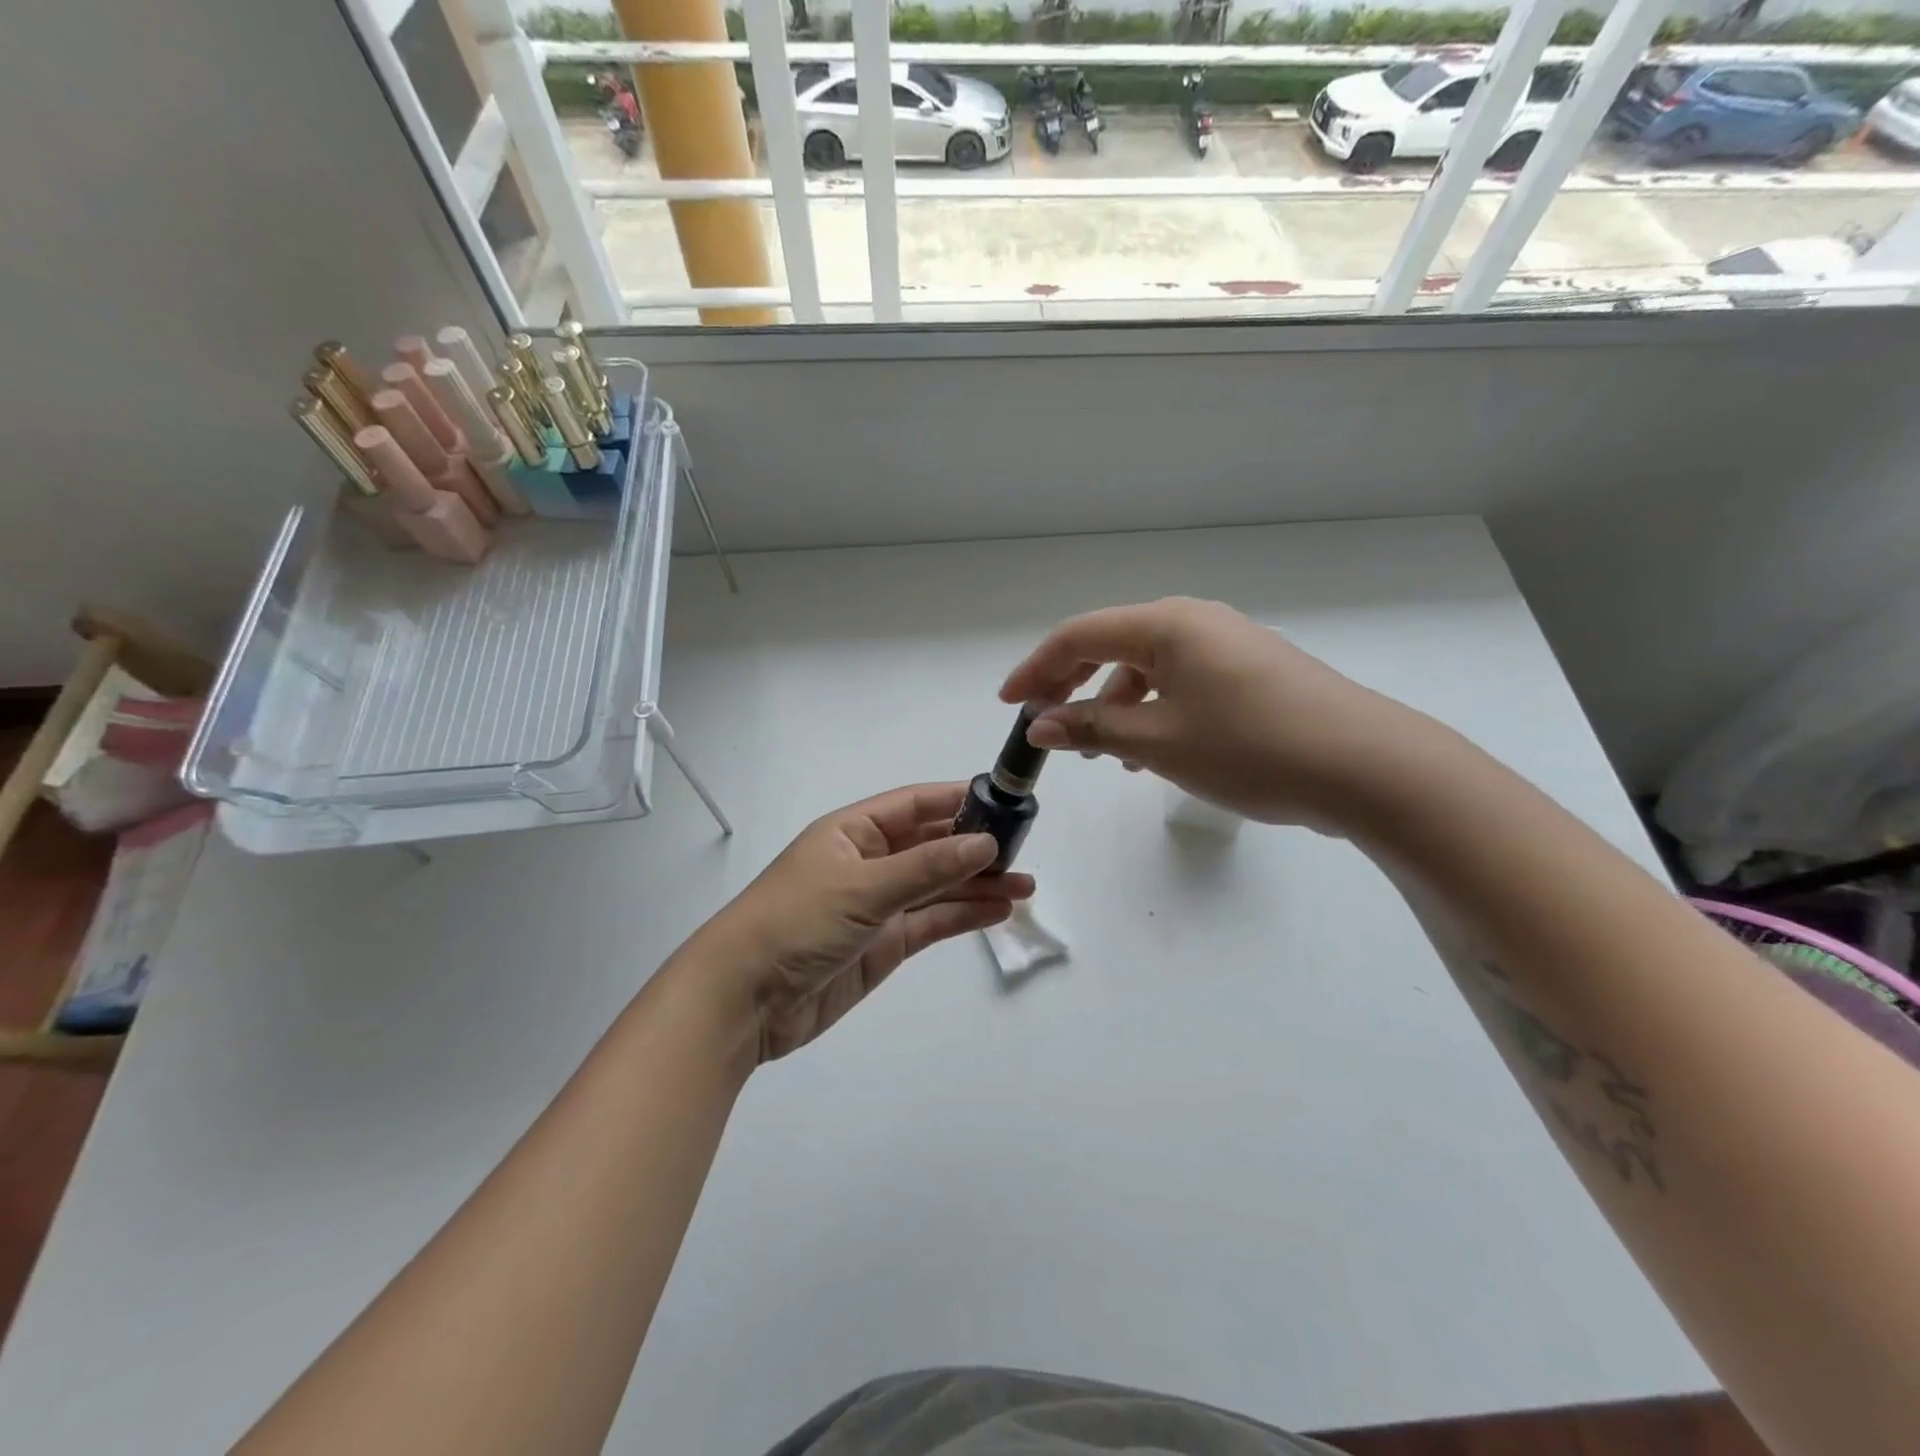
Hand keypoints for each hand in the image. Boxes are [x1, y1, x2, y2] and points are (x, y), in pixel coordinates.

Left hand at [683, 783, 1034, 1062]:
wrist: (743, 1001)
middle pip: (931, 845)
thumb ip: (926, 867)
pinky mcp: (883, 945)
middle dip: (975, 846)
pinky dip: (963, 916)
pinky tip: (998, 910)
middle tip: (1024, 849)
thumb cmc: (795, 923)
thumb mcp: (863, 887)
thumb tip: (986, 843)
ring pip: (937, 886)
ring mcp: (877, 905)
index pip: (914, 806)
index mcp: (853, 832)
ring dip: (978, 884)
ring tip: (1026, 884)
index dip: (957, 800)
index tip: (1004, 800)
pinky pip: (931, 922)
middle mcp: (868, 862)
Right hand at [1000, 597, 1430, 830]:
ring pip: (1147, 668)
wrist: (1367, 767)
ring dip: (1113, 702)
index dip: (1037, 669)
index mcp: (1167, 625)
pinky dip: (1152, 710)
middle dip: (1071, 683)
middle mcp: (1195, 623)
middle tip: (1043, 722)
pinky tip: (1152, 750)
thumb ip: (1093, 728)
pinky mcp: (1250, 673)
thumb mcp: (1159, 742)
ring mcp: (1228, 646)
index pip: (1080, 635)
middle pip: (1112, 645)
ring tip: (1101, 750)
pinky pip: (1180, 683)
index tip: (1009, 704)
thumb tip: (1041, 725)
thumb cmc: (1251, 747)